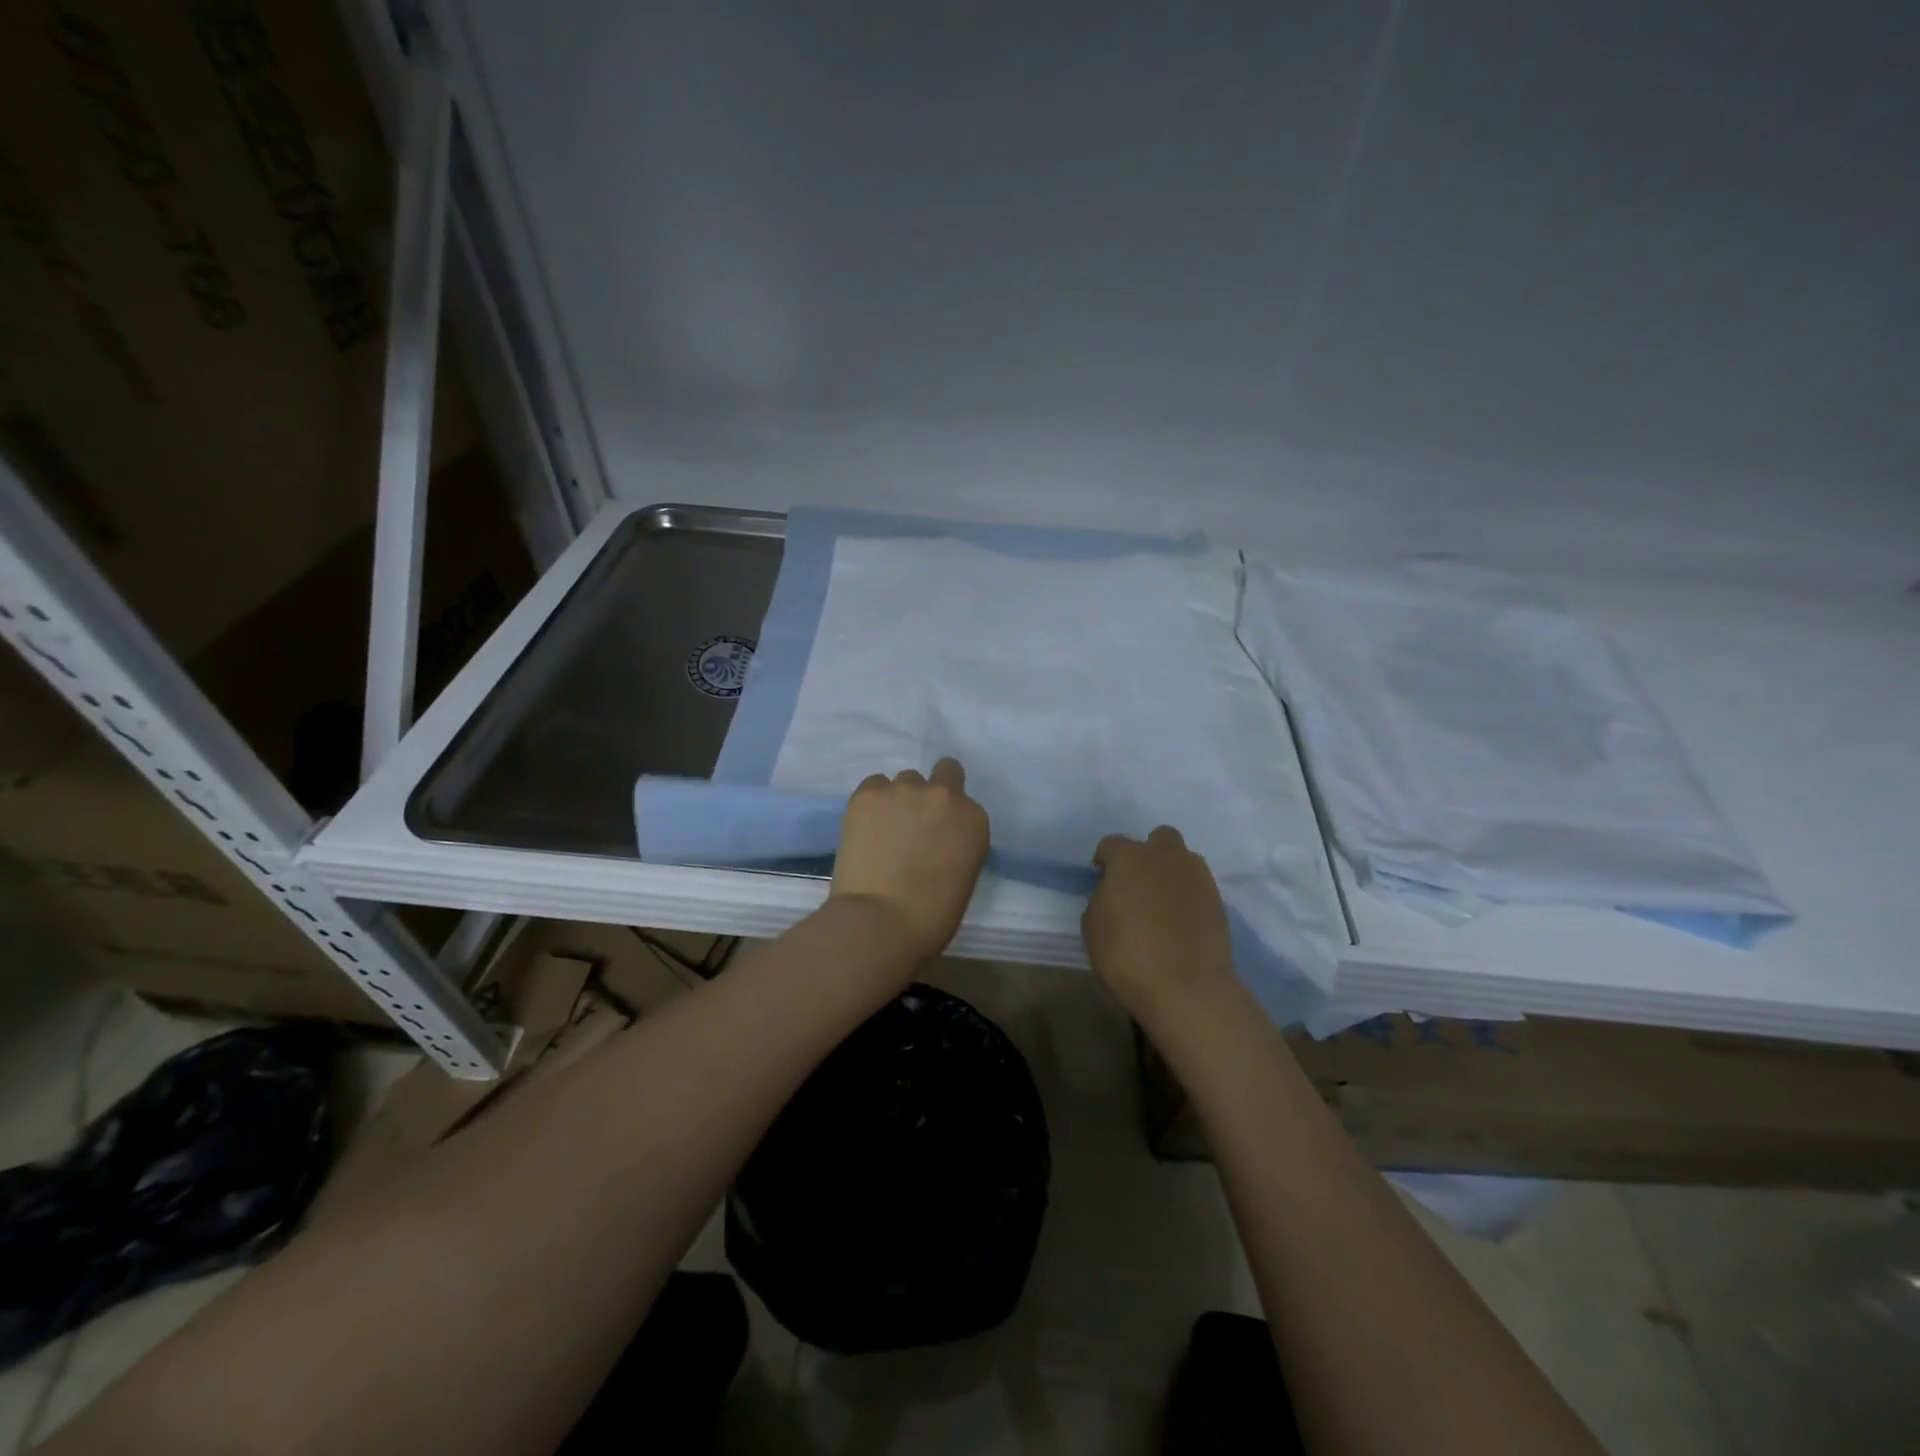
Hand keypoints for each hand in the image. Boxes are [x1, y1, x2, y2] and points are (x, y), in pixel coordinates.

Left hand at [830, 758, 990, 963]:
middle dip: (933, 793)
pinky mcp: (868, 793)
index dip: (951, 820)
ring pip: (905, 780)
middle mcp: (944, 795)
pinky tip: (866, 827)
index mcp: (974, 820)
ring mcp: (904, 790)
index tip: (939, 839)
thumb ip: (957, 845)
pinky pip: (874, 784)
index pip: (966, 805)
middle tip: (917, 822)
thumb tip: (937, 840)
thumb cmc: (931, 916)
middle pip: (944, 773)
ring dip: (900, 799)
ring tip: (885, 829)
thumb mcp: (963, 876)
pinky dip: (873, 801)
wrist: (880, 921)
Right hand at [1083, 826, 1238, 1029]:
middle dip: (1149, 853)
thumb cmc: (1126, 954)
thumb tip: (1115, 892)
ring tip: (1162, 903)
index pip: (1111, 844)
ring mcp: (1197, 877)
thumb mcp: (1093, 924)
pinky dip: (1188, 897)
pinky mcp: (1218, 901)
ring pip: (1184, 860)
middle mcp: (1166, 857)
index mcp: (1129, 858)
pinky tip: (1180, 921)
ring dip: (1171, 873)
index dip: (1104, 859)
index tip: (1101, 877)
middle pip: (1159, 838)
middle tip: (1139, 882)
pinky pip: (1198, 887)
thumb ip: (1103, 897)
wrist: (1185, 986)